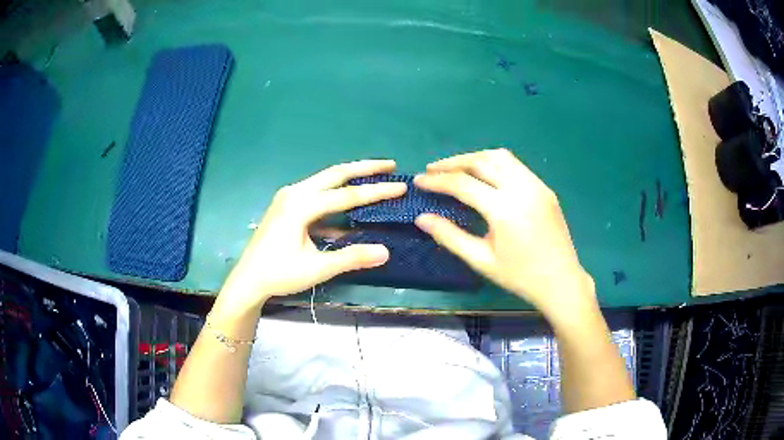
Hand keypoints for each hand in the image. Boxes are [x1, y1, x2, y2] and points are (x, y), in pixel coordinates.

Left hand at [214, 160, 406, 315]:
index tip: (400, 186)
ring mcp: (288, 197)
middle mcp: (294, 193)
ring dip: (350, 177)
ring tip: (374, 174)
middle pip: (335, 174)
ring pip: (325, 180)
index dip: (376, 191)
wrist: (248, 279)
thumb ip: (350, 257)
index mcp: (300, 205)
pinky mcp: (286, 205)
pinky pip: (316, 192)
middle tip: (390, 164)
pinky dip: (335, 194)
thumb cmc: (279, 274)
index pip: (346, 195)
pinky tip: (349, 202)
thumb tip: (385, 251)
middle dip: (364, 168)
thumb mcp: (316, 268)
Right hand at [414, 149, 595, 318]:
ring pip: (500, 157)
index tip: (419, 181)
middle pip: (482, 161)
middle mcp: (522, 188)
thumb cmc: (520, 276)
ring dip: (474, 158)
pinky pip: (515, 165)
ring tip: (456, 168)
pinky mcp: (544, 188)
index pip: (463, 184)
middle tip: (433, 169)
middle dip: (453, 162)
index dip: (438, 181)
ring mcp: (536, 185)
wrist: (561, 281)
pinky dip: (494, 164)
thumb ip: (449, 236)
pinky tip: (484, 176)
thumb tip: (421, 218)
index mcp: (504, 209)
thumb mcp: (481, 260)